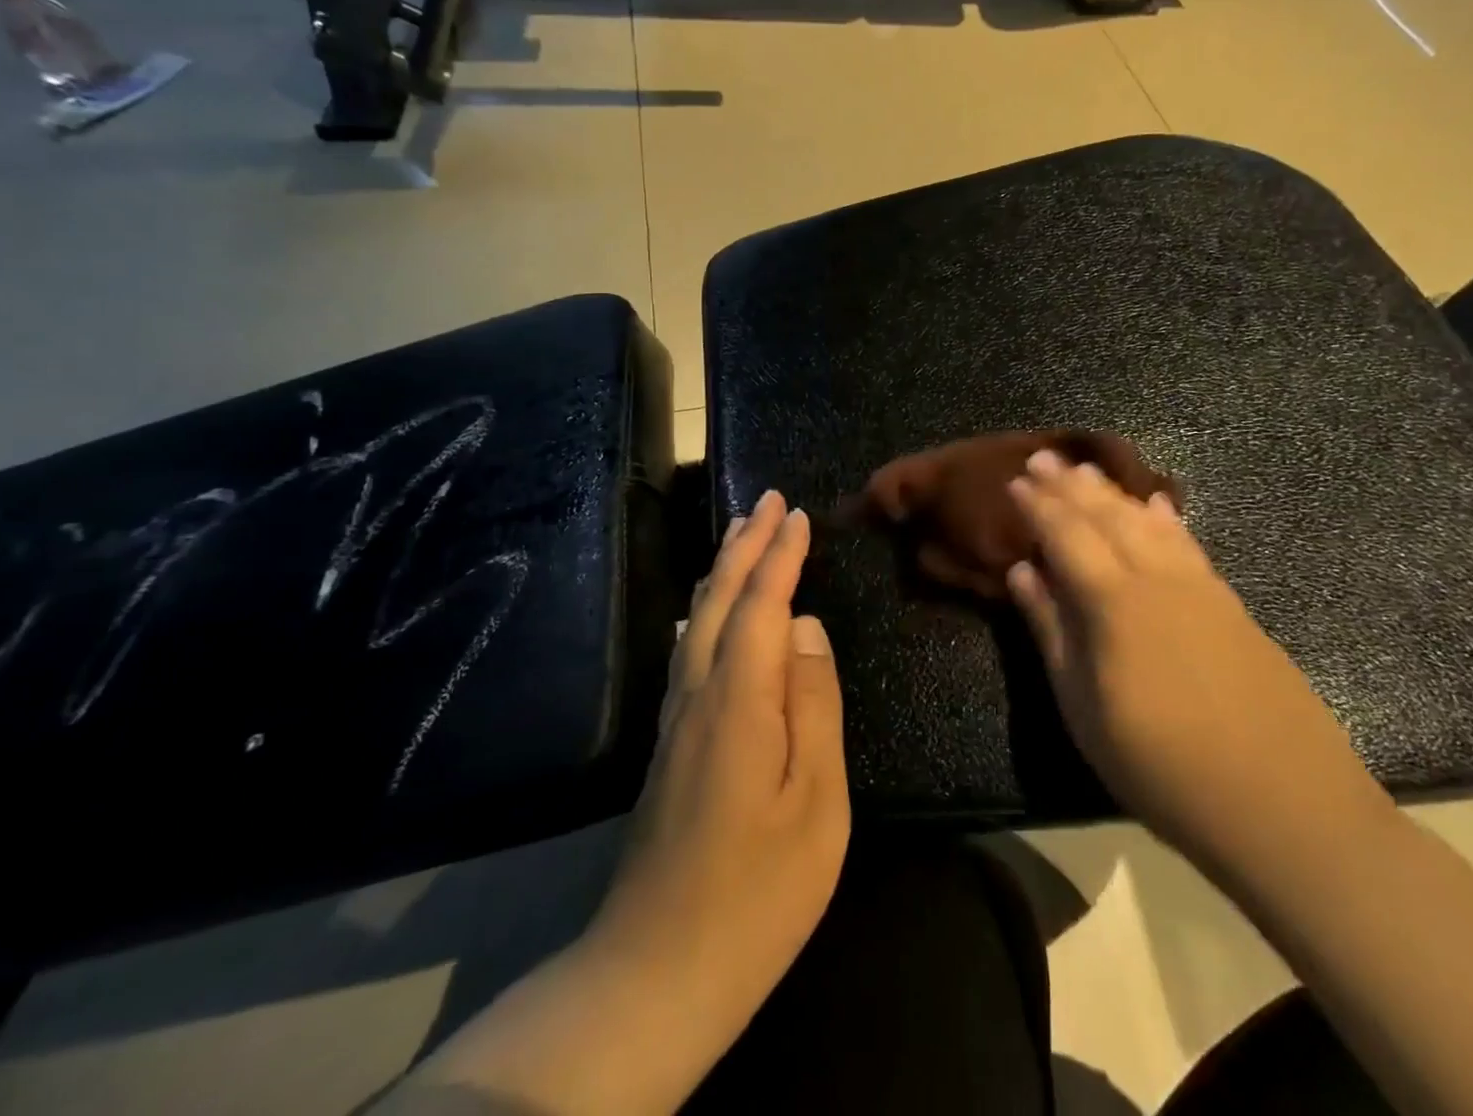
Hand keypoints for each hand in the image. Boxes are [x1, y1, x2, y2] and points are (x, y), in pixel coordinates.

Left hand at [589, 489, 849, 1058]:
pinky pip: (687, 649)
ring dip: (721, 570)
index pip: (761, 604)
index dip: (780, 555)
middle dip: (745, 544)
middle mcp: (697, 693)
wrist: (655, 972)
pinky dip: (703, 609)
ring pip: (696, 620)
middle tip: (767, 500)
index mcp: (738, 700)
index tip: (797, 513)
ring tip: (741, 535)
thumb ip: (813, 703)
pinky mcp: (668, 745)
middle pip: (719, 599)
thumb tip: (805, 627)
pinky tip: (702, 610)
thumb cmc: (757, 890)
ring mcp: (676, 720)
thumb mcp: (816, 801)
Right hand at [1006, 451, 1388, 875]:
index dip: (1038, 506)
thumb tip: (1023, 573)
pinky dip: (1166, 519)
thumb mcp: (1084, 710)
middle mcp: (1156, 577)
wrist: (1284, 805)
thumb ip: (1052, 632)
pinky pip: (1188, 543)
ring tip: (1087, 471)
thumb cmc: (1162, 767)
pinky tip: (1158, 506)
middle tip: (1043, 457)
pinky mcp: (1230, 604)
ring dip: (1113, 492)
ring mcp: (1199, 587)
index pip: (1066, 534)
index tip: (1015, 481)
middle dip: (1070, 484)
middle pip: (1106, 516)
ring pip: (1148, 521)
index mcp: (1113, 600)